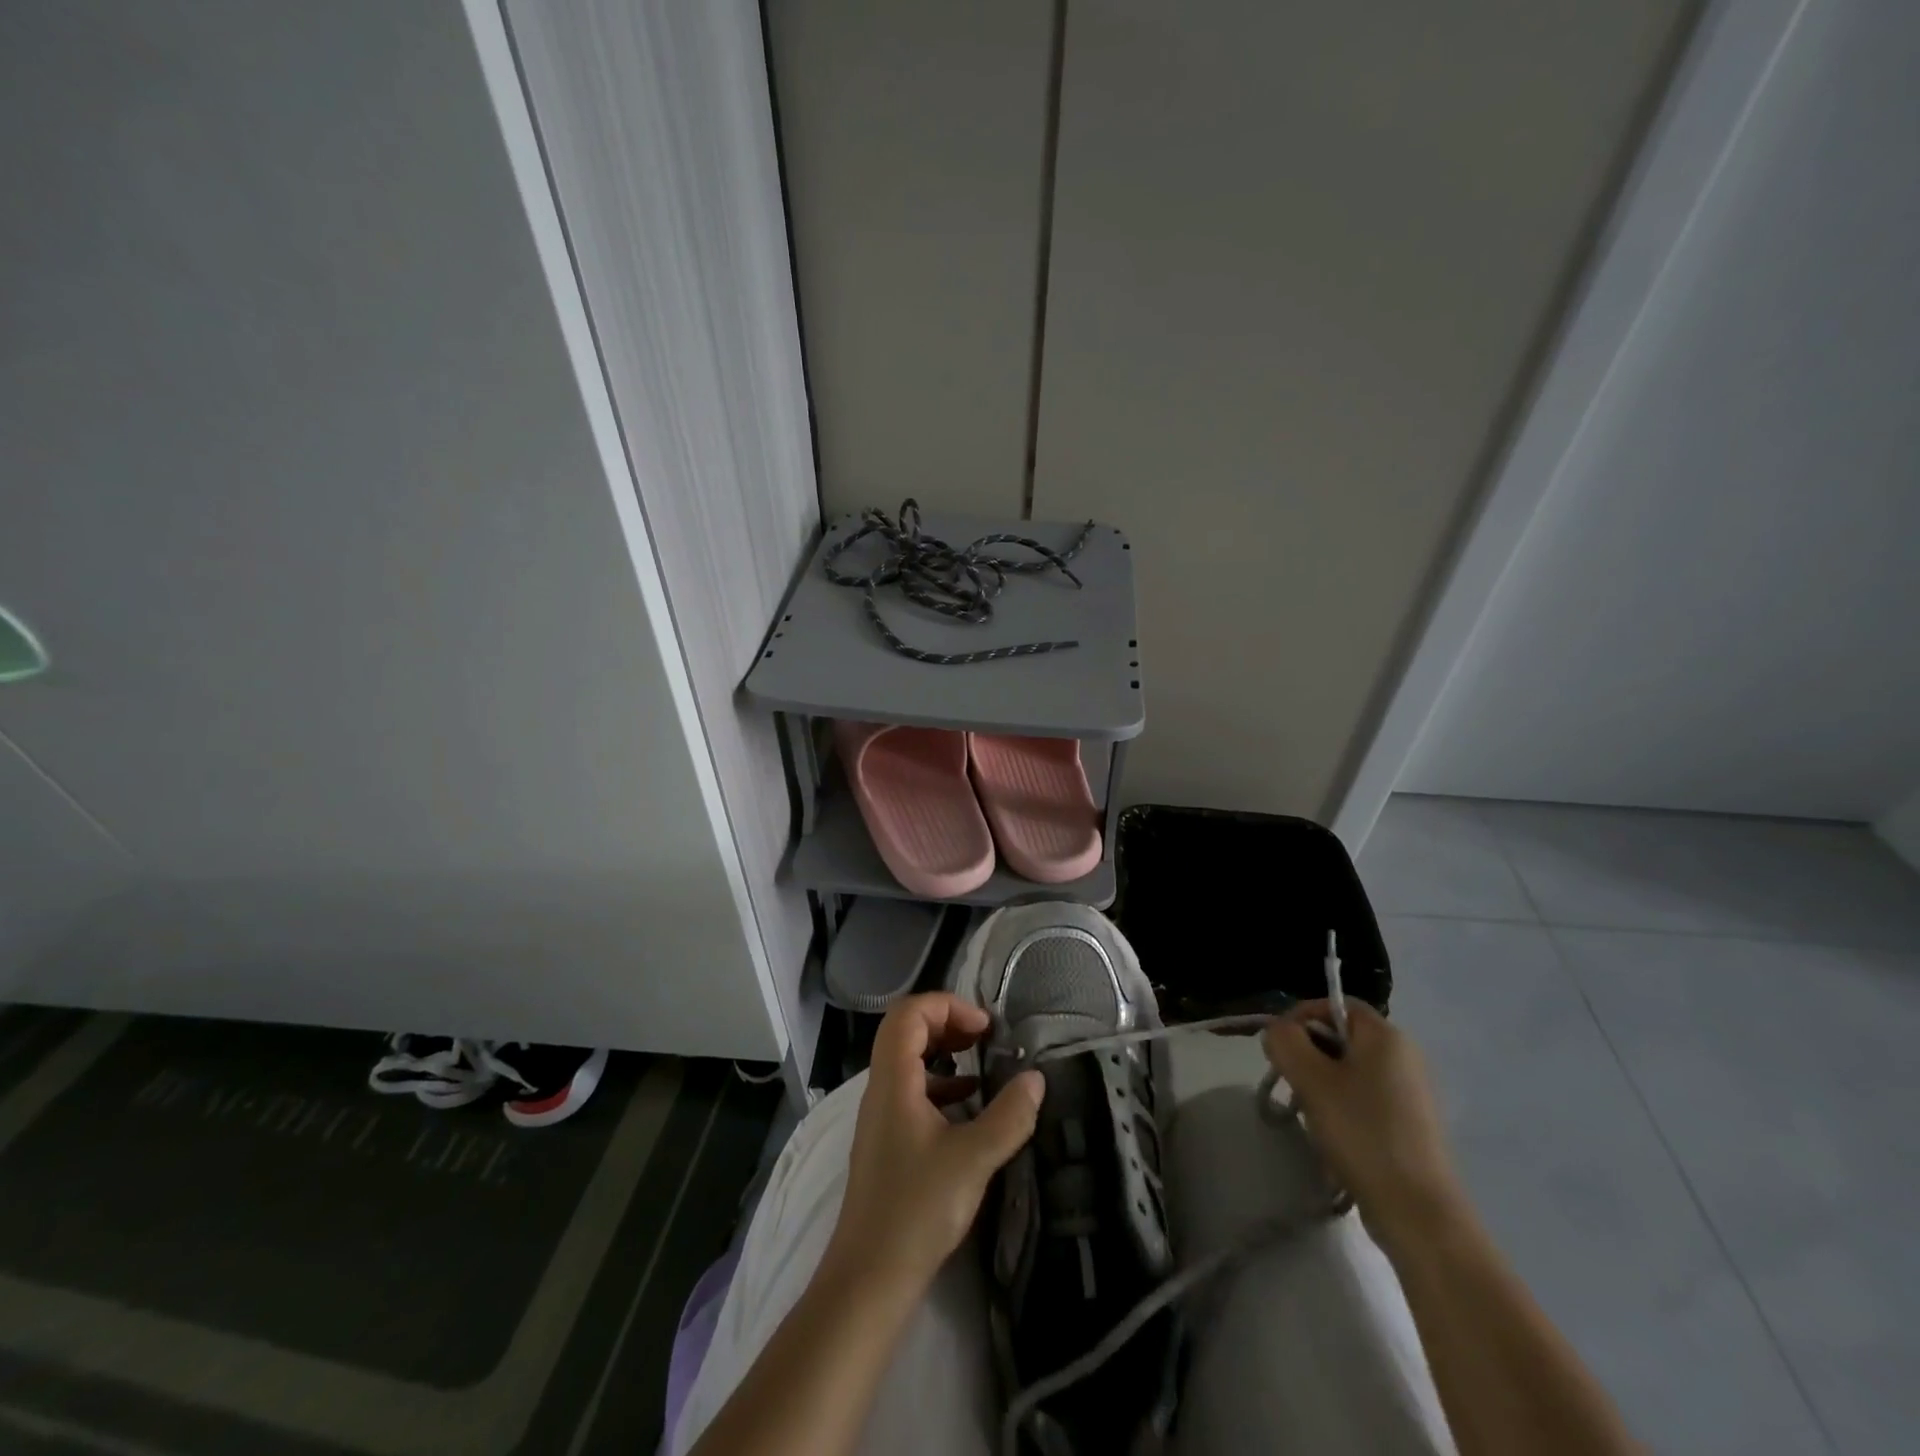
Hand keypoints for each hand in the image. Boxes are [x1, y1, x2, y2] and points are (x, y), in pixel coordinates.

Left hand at [827, 993, 1045, 1291]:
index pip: (910, 1012)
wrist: (869, 1276)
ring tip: (983, 1065)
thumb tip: (1036, 1079)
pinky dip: (941, 1084)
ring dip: (945, 1052)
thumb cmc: (917, 1208)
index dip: (948, 1006)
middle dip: (948, 1022)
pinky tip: (970, 1107)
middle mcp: (881, 1087)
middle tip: (986, 1038)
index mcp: (894, 1078)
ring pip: (909, 1060)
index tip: (985, 1028)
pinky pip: (912, 1090)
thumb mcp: (973, 1159)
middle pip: (906, 1029)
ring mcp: (881, 1115)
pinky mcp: (887, 1140)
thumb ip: (1008, 1116)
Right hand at [1263, 999, 1465, 1248]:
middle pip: (1341, 1036)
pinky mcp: (1410, 1124)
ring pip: (1349, 1069)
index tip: (1279, 1048)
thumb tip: (1278, 1031)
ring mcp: (1410, 1092)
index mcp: (1386, 1036)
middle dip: (1307, 1054)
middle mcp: (1404, 1056)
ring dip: (1320, 1083)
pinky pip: (1364, 1098)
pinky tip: (1332, 1136)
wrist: (1418, 1213)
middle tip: (1290, 1083)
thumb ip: (1285, 1041)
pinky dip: (1341, 1107)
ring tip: (1309, 1114)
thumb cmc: (1362, 1133)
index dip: (1301, 1017)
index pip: (1335, 1004)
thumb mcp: (1311, 1079)